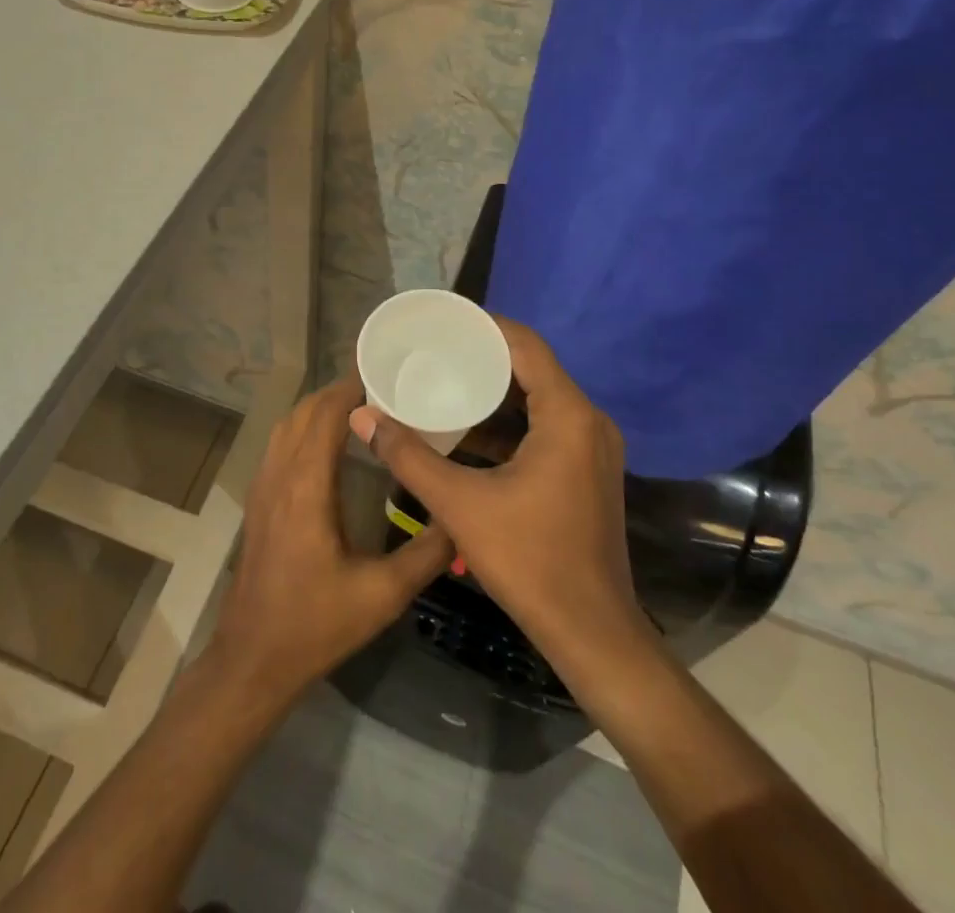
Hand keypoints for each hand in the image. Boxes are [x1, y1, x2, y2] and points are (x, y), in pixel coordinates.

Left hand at [204, 377, 453, 706]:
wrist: (252, 660)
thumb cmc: (316, 625)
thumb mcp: (382, 595)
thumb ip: (426, 554)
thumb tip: (462, 518)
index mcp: (306, 487)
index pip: (325, 415)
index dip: (351, 388)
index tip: (385, 375)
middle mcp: (279, 476)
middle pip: (304, 412)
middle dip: (338, 393)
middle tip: (382, 390)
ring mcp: (263, 488)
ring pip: (286, 426)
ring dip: (318, 408)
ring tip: (359, 409)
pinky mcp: (258, 502)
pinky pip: (279, 445)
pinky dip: (303, 428)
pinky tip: (329, 445)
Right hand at [349, 319, 653, 673]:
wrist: (591, 634)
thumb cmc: (530, 561)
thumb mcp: (460, 505)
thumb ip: (408, 456)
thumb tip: (362, 416)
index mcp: (568, 415)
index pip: (527, 346)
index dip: (486, 327)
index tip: (445, 321)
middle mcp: (588, 421)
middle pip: (533, 368)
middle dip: (484, 357)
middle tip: (436, 350)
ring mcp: (593, 448)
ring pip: (540, 400)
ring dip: (496, 391)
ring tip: (446, 381)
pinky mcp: (588, 471)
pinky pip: (546, 427)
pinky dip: (511, 422)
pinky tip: (469, 432)